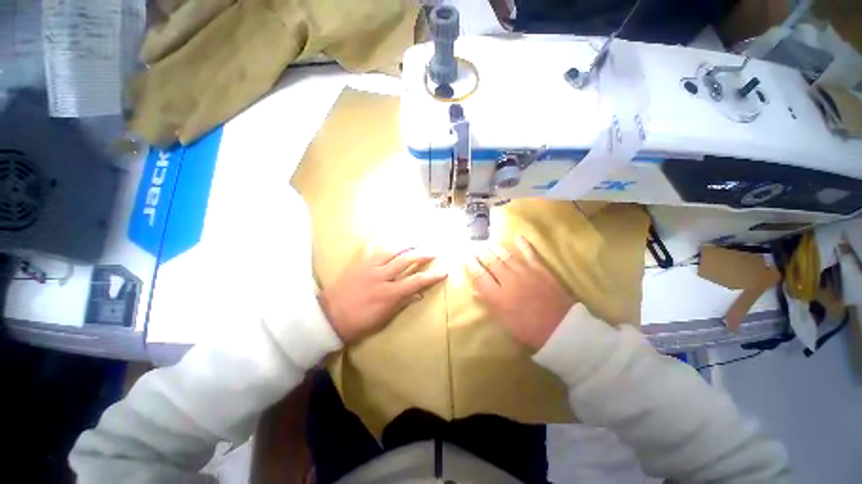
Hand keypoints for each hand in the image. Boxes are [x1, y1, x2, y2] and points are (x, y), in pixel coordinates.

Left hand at [319, 245, 446, 342]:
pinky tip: (390, 239)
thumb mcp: (383, 319)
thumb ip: (402, 303)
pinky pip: (373, 249)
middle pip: (406, 260)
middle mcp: (381, 276)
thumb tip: (419, 294)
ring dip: (406, 245)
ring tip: (416, 241)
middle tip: (433, 252)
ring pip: (391, 251)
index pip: (416, 281)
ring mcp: (370, 267)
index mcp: (388, 293)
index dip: (431, 276)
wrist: (329, 316)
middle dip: (422, 255)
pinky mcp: (360, 263)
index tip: (444, 271)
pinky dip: (384, 243)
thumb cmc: (358, 322)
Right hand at [467, 235, 575, 349]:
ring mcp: (525, 273)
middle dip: (480, 252)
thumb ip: (489, 303)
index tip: (464, 255)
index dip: (470, 263)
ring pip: (506, 255)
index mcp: (498, 296)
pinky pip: (530, 253)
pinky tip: (518, 236)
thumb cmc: (529, 330)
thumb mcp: (505, 321)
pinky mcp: (540, 269)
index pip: (480, 275)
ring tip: (487, 241)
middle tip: (474, 245)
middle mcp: (508, 280)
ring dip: (495, 247)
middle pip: (491, 262)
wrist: (561, 329)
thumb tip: (475, 291)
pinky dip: (524, 244)